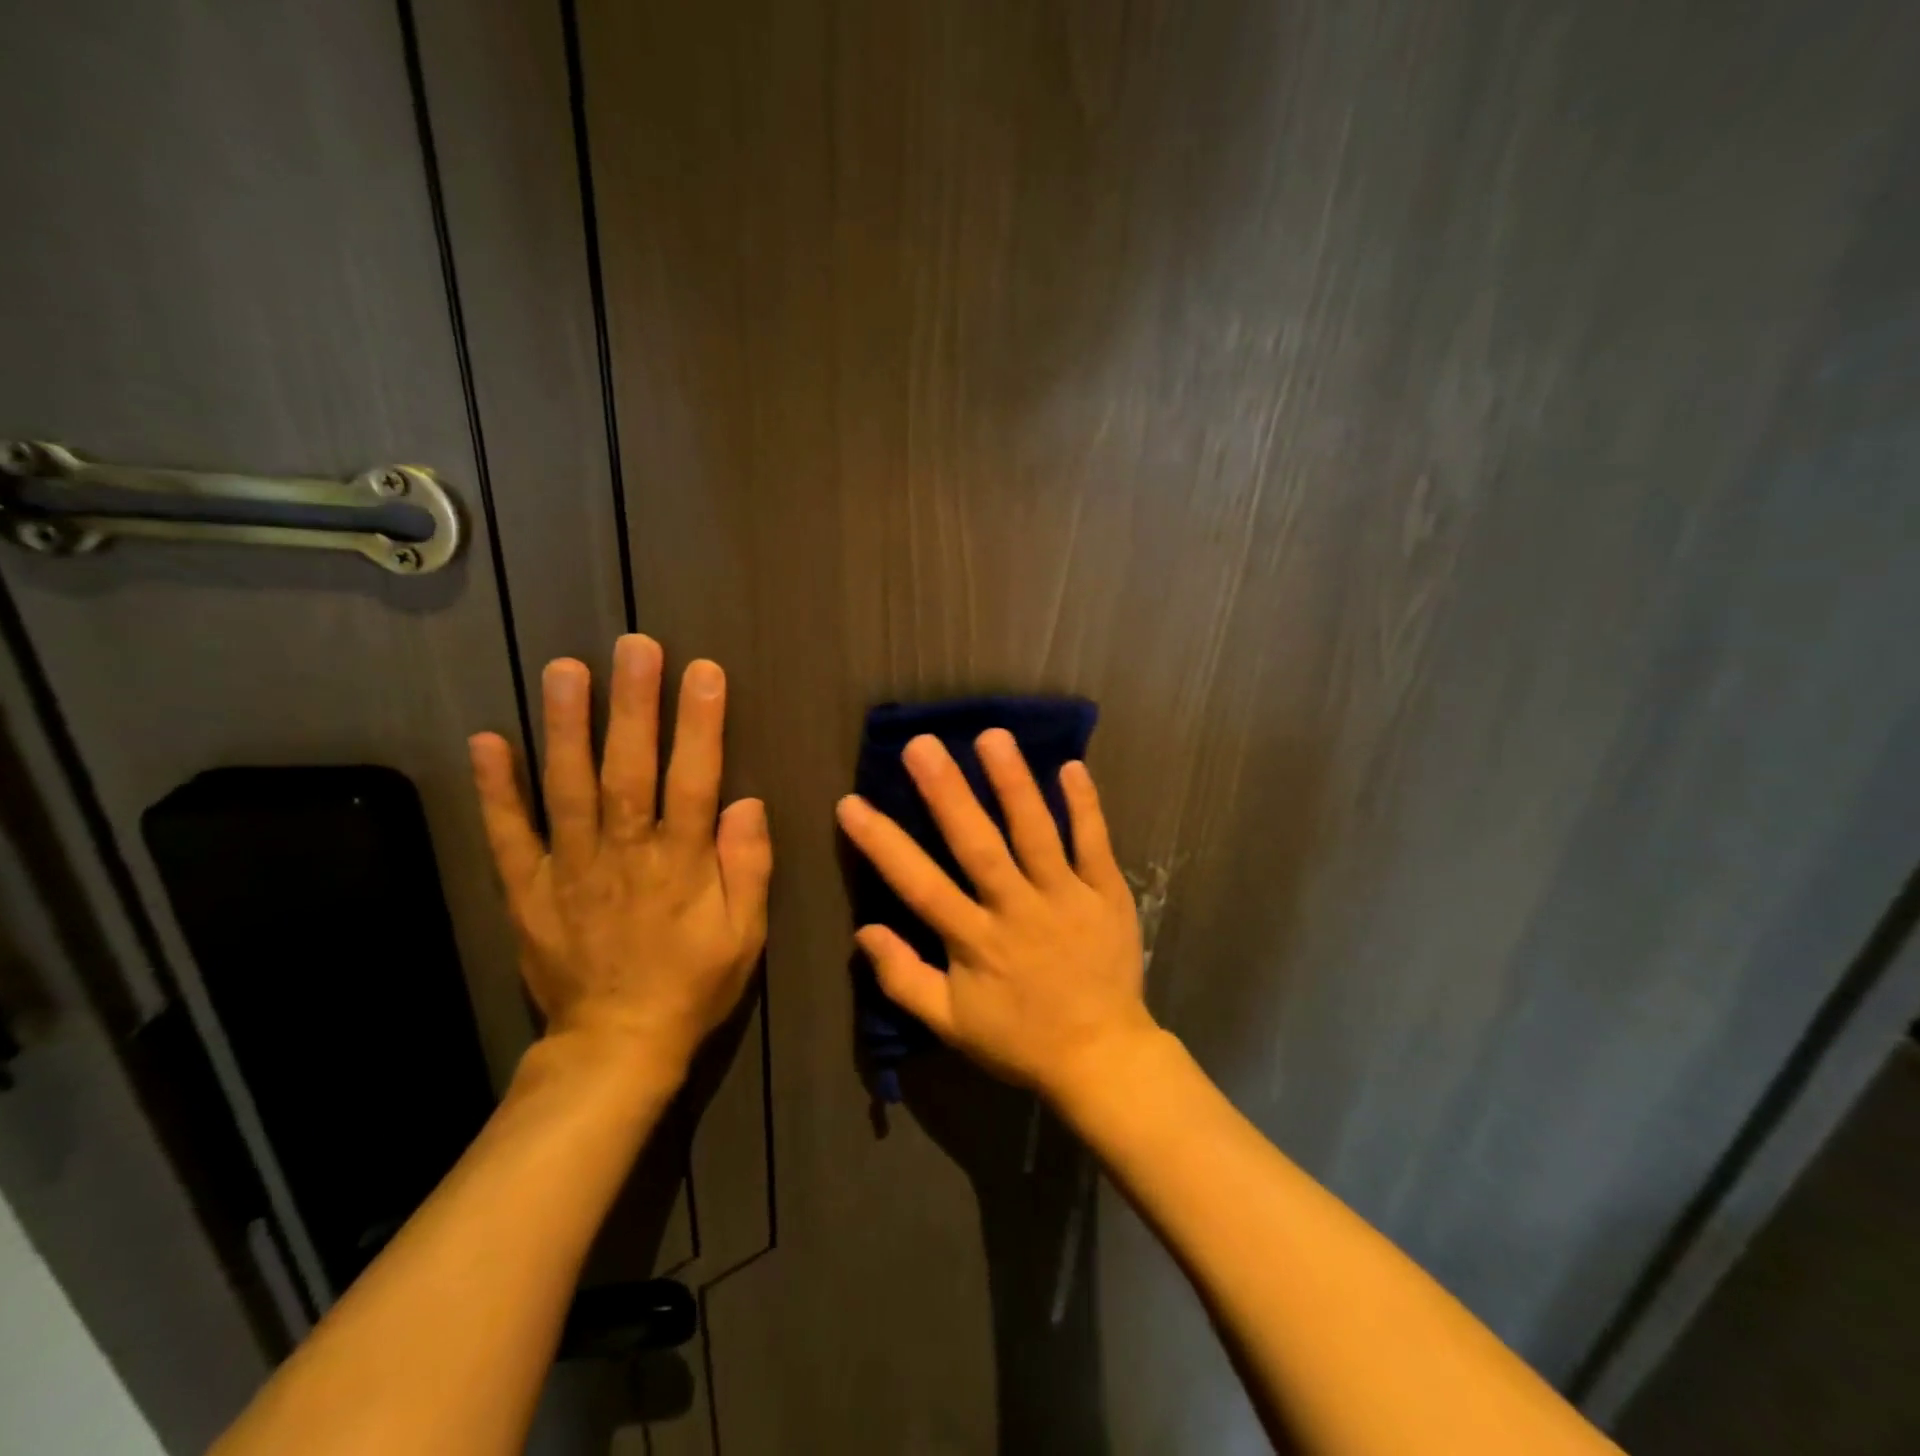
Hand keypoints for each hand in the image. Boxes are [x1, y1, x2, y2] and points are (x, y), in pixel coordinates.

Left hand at [468, 635, 770, 1083]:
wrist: (616, 1045)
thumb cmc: (693, 984)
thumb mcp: (744, 936)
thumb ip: (747, 868)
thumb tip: (746, 803)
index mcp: (680, 866)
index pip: (693, 782)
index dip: (700, 725)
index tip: (703, 672)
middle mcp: (623, 856)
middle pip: (628, 771)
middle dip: (633, 705)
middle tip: (633, 646)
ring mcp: (568, 869)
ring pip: (567, 789)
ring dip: (565, 727)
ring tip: (565, 669)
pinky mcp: (528, 889)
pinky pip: (509, 835)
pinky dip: (496, 789)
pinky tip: (488, 740)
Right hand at [836, 730, 1152, 1098]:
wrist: (1102, 1057)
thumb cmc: (1019, 1039)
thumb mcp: (951, 1023)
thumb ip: (904, 979)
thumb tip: (863, 932)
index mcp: (975, 942)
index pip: (920, 886)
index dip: (883, 845)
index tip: (851, 803)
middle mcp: (1017, 910)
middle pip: (978, 846)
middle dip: (948, 794)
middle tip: (921, 745)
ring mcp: (1066, 897)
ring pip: (1036, 834)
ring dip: (1014, 784)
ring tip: (992, 737)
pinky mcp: (1106, 893)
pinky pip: (1095, 844)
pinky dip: (1085, 806)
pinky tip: (1071, 766)